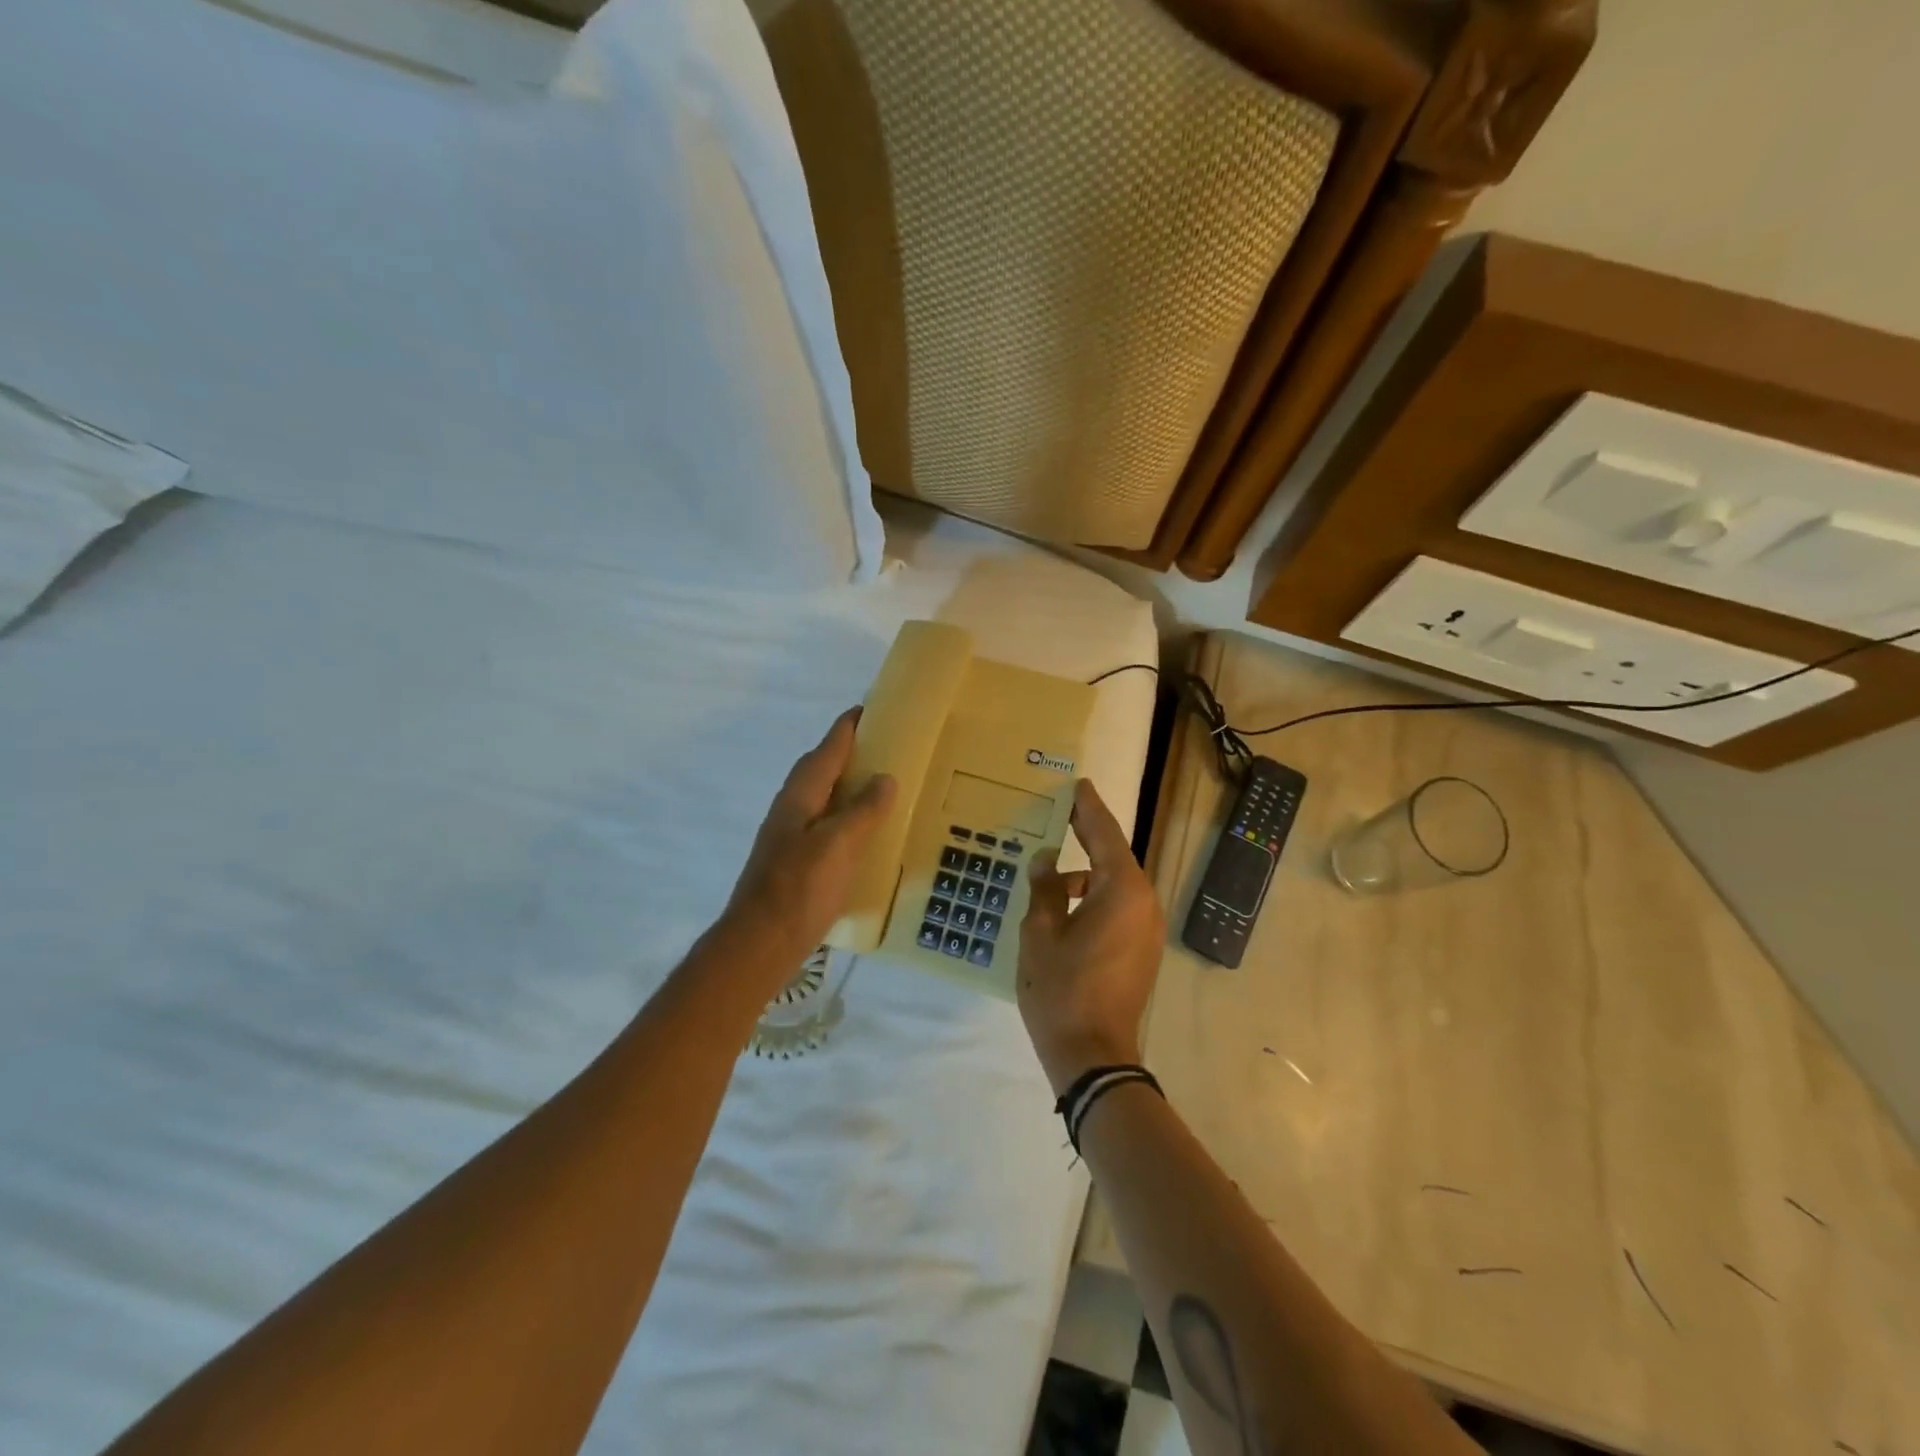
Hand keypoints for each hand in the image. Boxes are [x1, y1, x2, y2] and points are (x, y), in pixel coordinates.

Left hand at [719, 708, 895, 980]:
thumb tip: (885, 777)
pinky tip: (864, 834)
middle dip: (847, 753)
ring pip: (821, 798)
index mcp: (800, 796)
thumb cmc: (800, 889)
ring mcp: (789, 837)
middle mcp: (791, 809)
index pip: (827, 749)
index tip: (871, 708)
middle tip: (884, 747)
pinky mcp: (794, 862)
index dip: (848, 727)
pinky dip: (845, 818)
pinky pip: (825, 825)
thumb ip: (863, 810)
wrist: (760, 944)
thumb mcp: (838, 844)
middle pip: (820, 769)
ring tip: (880, 786)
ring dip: (846, 786)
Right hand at [1017, 779, 1165, 1094]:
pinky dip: (1094, 898)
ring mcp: (1147, 928)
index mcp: (1121, 891)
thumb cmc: (1062, 990)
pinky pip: (1119, 908)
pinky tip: (1064, 908)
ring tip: (1050, 874)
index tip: (1079, 785)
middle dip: (1088, 836)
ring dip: (1087, 874)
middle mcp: (1143, 903)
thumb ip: (1044, 889)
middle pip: (1114, 857)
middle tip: (1063, 813)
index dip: (1089, 808)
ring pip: (1115, 885)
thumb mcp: (1040, 933)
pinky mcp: (1142, 949)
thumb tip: (1046, 861)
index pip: (1105, 834)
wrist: (1094, 1057)